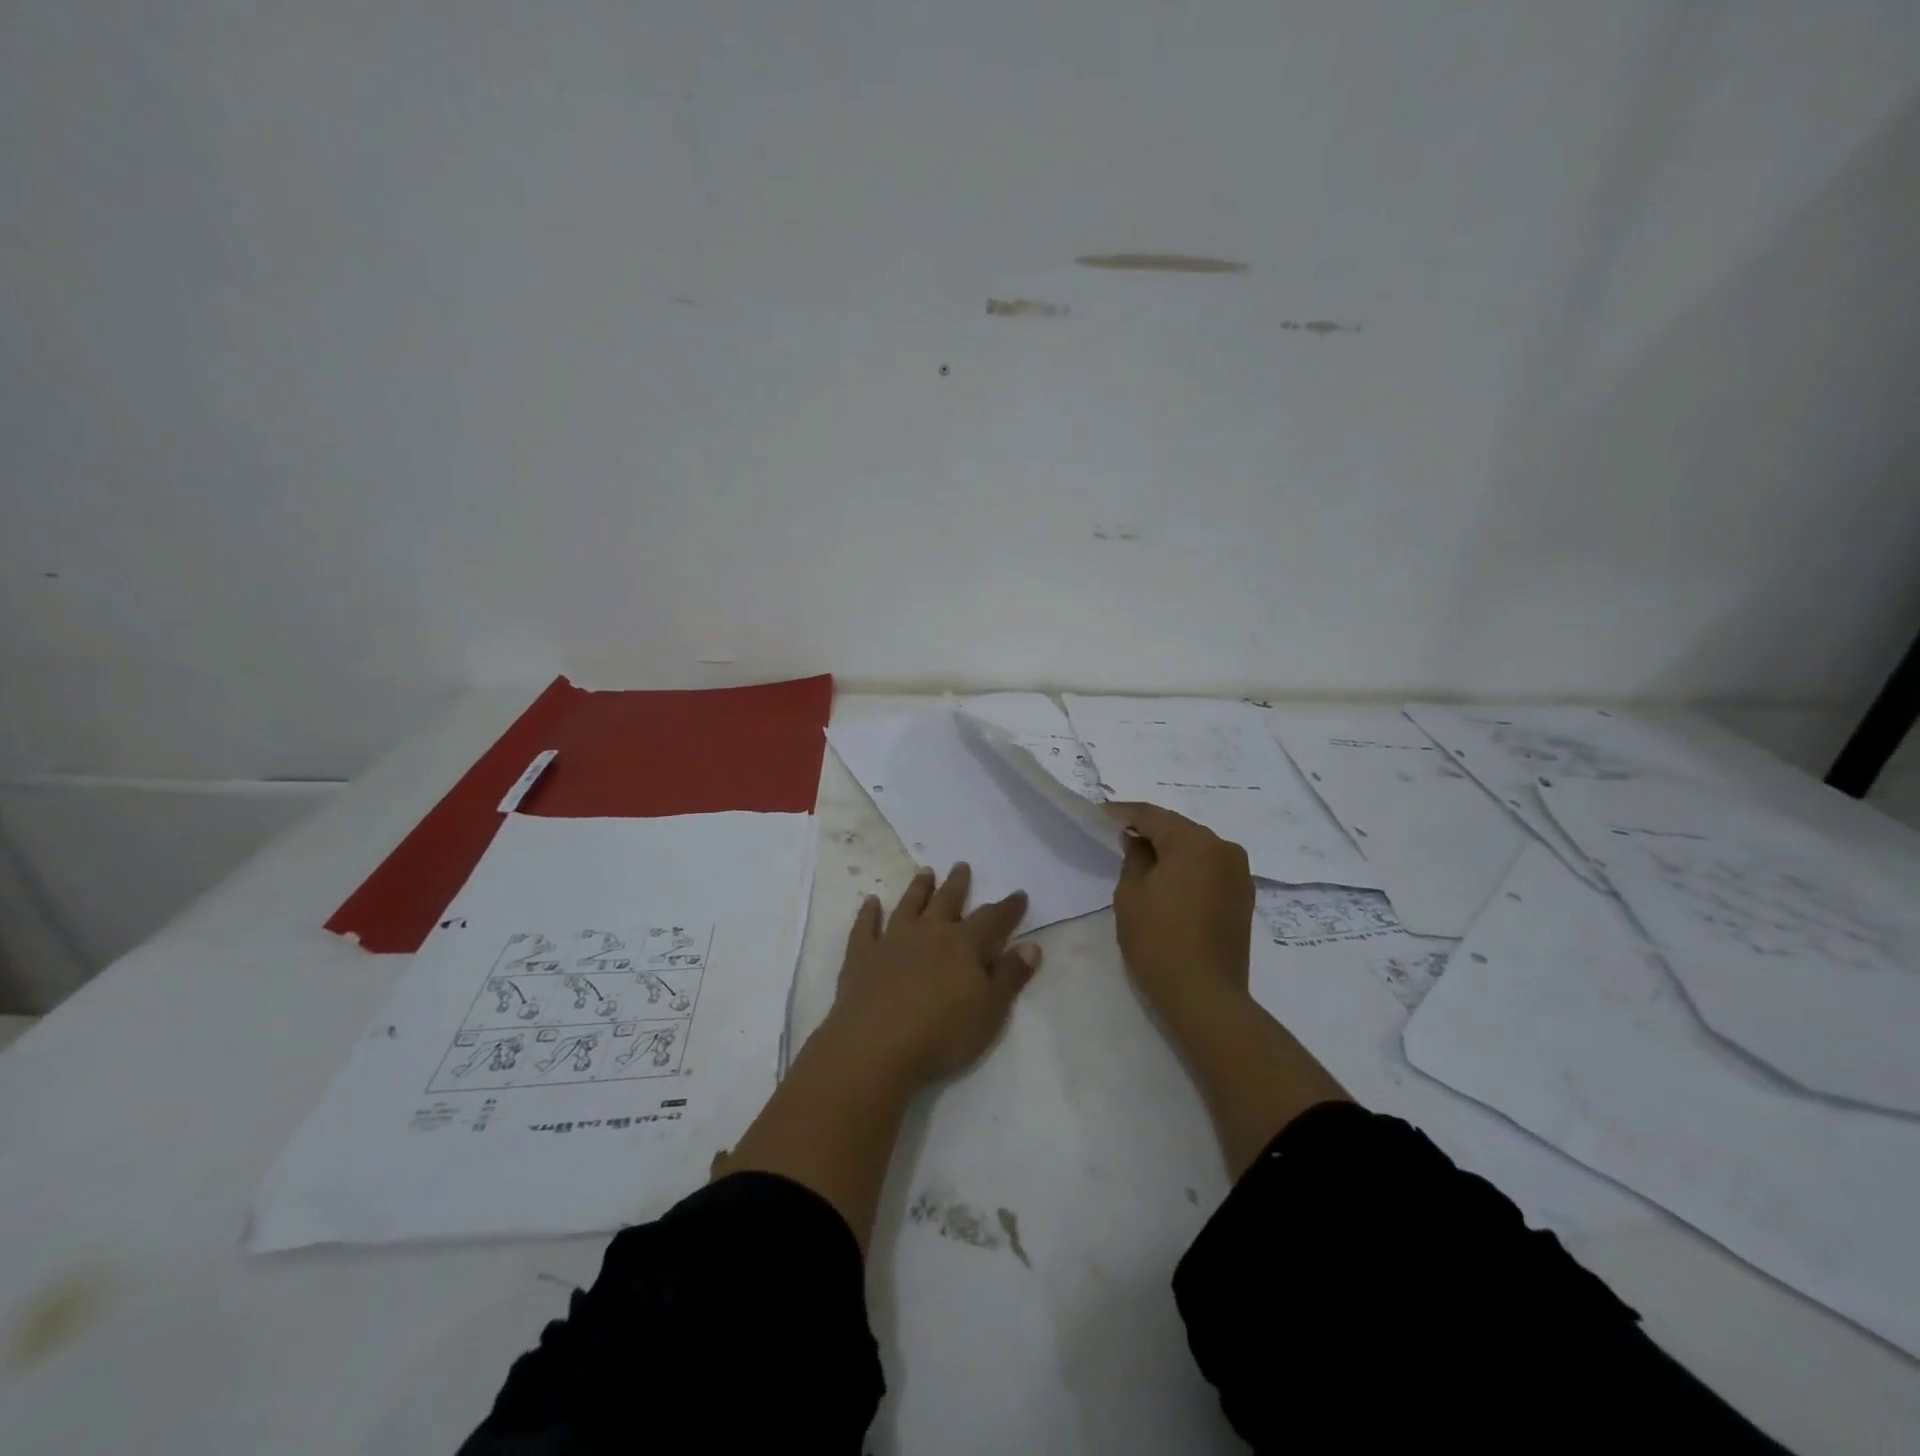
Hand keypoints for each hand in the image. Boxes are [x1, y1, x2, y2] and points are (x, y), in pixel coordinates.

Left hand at [822, 864, 1040, 1088]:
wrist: (877, 1046)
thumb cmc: (942, 1033)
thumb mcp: (990, 1011)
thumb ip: (1010, 976)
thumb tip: (1031, 945)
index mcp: (963, 945)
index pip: (991, 919)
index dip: (1007, 908)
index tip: (1018, 894)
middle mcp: (928, 933)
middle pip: (946, 901)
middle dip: (957, 884)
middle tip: (961, 865)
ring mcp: (892, 941)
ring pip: (908, 906)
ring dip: (918, 888)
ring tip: (925, 872)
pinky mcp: (862, 956)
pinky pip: (865, 927)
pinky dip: (868, 913)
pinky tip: (870, 902)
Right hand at [1108, 803, 1253, 1017]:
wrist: (1204, 996)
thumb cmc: (1158, 940)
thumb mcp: (1131, 893)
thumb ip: (1134, 857)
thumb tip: (1139, 842)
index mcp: (1195, 842)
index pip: (1152, 816)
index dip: (1123, 813)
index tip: (1099, 814)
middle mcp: (1224, 848)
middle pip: (1178, 829)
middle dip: (1148, 829)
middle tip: (1118, 833)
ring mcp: (1239, 873)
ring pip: (1196, 848)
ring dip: (1170, 849)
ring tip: (1140, 855)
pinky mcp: (1243, 897)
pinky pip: (1209, 869)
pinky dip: (1187, 868)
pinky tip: (1167, 878)